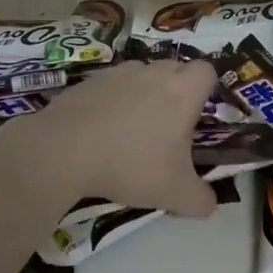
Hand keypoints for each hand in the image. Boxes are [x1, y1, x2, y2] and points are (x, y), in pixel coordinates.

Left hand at [2, 58, 218, 218]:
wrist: (64, 150)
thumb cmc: (130, 164)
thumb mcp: (174, 193)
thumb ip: (201, 199)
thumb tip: (209, 203)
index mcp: (182, 92)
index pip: (207, 71)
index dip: (206, 89)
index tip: (197, 114)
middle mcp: (153, 73)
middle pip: (175, 68)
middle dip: (176, 90)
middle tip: (168, 127)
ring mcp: (118, 73)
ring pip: (142, 74)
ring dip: (143, 93)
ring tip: (132, 128)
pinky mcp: (89, 80)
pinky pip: (111, 85)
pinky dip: (112, 100)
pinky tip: (102, 129)